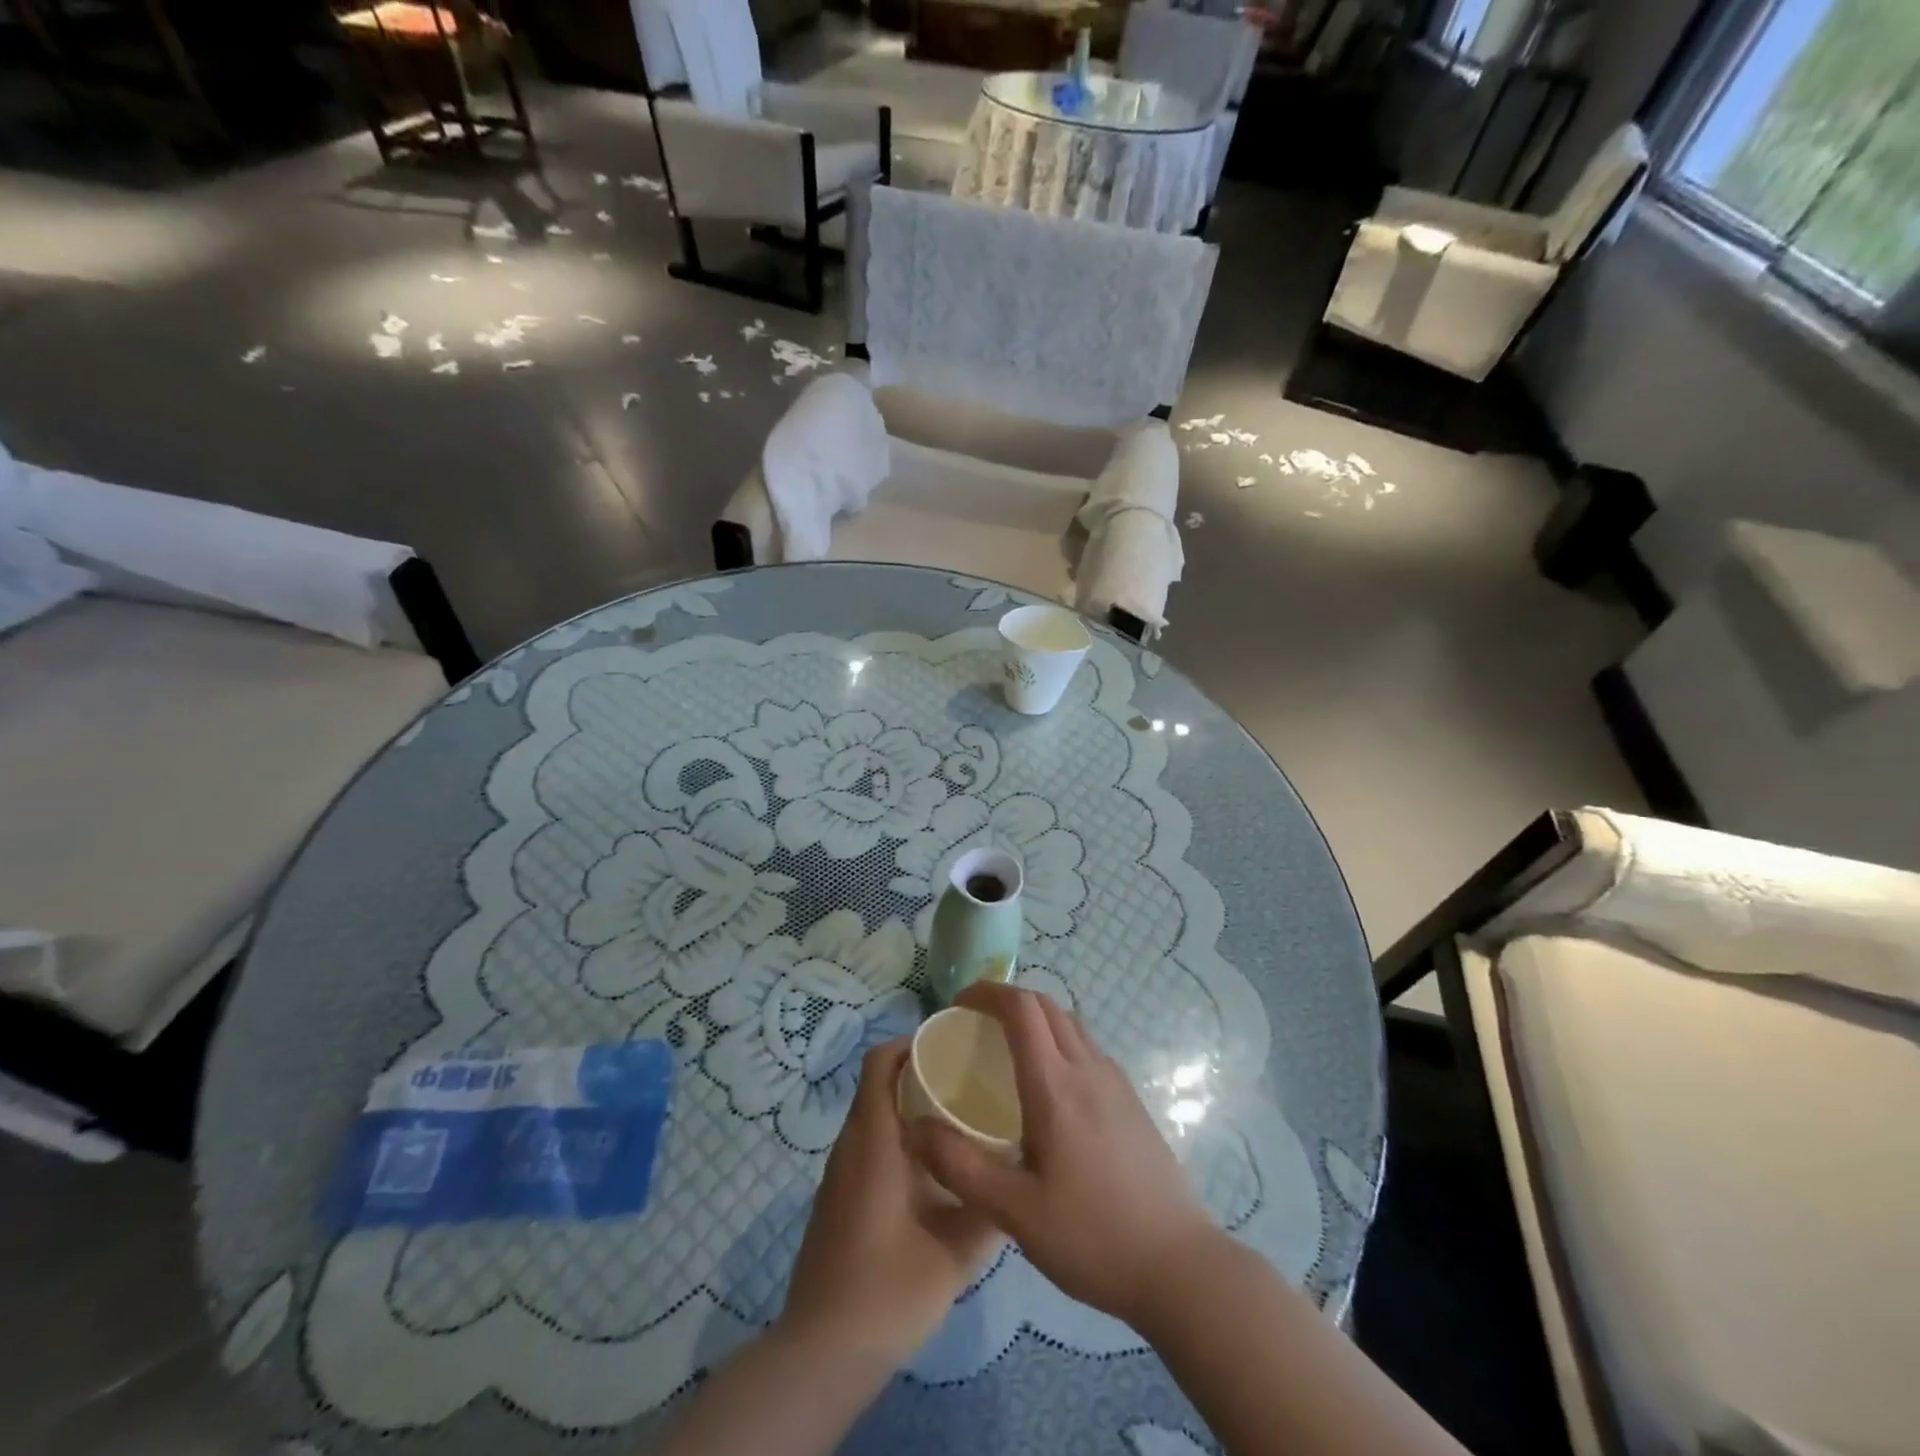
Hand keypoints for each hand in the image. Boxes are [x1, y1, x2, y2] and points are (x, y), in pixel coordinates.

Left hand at [778, 1039, 1005, 1367]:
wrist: (825, 1352)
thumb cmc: (891, 1286)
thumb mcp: (957, 1249)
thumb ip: (991, 1205)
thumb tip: (1018, 1173)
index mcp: (873, 1138)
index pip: (879, 1061)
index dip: (910, 1043)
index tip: (949, 1047)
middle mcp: (850, 1144)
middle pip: (878, 1084)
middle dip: (917, 1074)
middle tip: (965, 1081)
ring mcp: (838, 1173)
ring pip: (872, 1116)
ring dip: (907, 1107)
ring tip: (955, 1119)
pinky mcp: (837, 1198)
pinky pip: (866, 1145)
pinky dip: (895, 1138)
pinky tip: (929, 1169)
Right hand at [910, 983, 1217, 1328]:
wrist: (1179, 1266)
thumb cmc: (1093, 1237)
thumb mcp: (1015, 1213)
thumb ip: (961, 1166)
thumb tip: (917, 1127)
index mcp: (1055, 1086)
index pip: (1021, 1007)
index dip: (987, 992)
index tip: (958, 1005)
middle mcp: (1088, 1069)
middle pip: (1046, 1005)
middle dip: (1007, 1000)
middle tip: (975, 1025)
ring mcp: (1116, 1082)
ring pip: (1071, 1023)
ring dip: (1036, 1019)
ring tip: (1008, 1051)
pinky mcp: (1132, 1101)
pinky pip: (1088, 1048)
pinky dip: (1060, 1041)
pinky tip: (1050, 1089)